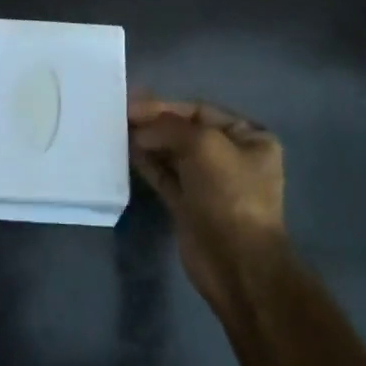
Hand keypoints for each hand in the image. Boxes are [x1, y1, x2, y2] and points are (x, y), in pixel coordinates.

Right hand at [129, 98, 289, 310]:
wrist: (236, 263)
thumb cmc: (229, 195)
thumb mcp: (203, 145)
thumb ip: (168, 127)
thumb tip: (140, 130)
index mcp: (249, 138)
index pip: (200, 111)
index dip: (165, 106)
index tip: (131, 103)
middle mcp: (232, 157)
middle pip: (185, 131)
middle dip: (154, 123)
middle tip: (119, 116)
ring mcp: (210, 183)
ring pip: (172, 153)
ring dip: (147, 142)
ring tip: (116, 131)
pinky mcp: (190, 205)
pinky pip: (165, 176)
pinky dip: (147, 163)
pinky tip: (125, 152)